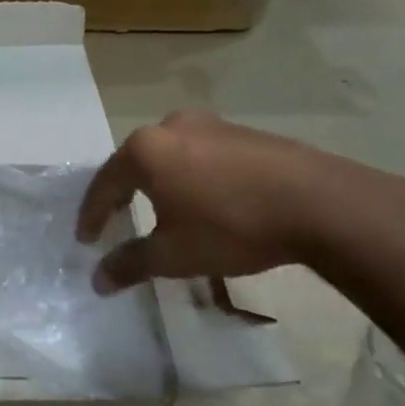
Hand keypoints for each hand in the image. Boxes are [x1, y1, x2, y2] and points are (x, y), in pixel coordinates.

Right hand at [76, 110, 350, 292]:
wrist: (319, 204)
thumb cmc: (231, 226)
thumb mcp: (173, 254)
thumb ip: (129, 264)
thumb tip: (97, 281)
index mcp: (146, 149)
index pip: (104, 183)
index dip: (91, 215)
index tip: (85, 239)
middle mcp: (173, 126)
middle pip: (135, 163)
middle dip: (123, 194)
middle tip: (116, 221)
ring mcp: (212, 124)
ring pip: (170, 157)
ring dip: (159, 184)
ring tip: (159, 212)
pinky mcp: (245, 133)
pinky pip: (201, 155)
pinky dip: (190, 178)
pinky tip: (202, 201)